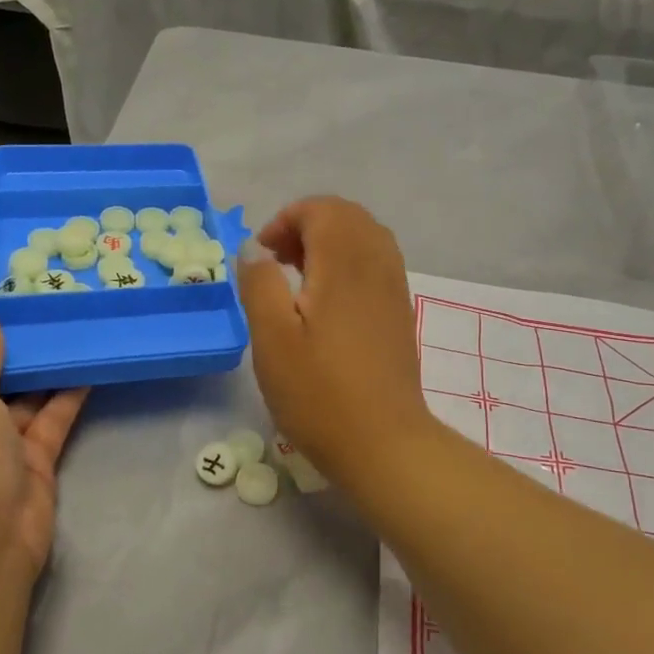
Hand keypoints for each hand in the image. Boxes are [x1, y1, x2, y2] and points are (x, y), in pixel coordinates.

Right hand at [236, 197, 432, 485]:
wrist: (383, 444)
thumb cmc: (319, 393)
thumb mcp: (271, 338)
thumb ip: (259, 283)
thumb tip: (255, 250)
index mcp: (345, 263)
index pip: (322, 209)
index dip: (286, 220)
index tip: (261, 257)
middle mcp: (377, 265)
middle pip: (347, 217)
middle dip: (307, 226)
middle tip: (277, 262)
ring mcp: (394, 290)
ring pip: (365, 238)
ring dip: (329, 244)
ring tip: (298, 280)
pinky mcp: (399, 314)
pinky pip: (376, 265)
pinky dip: (348, 265)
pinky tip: (325, 305)